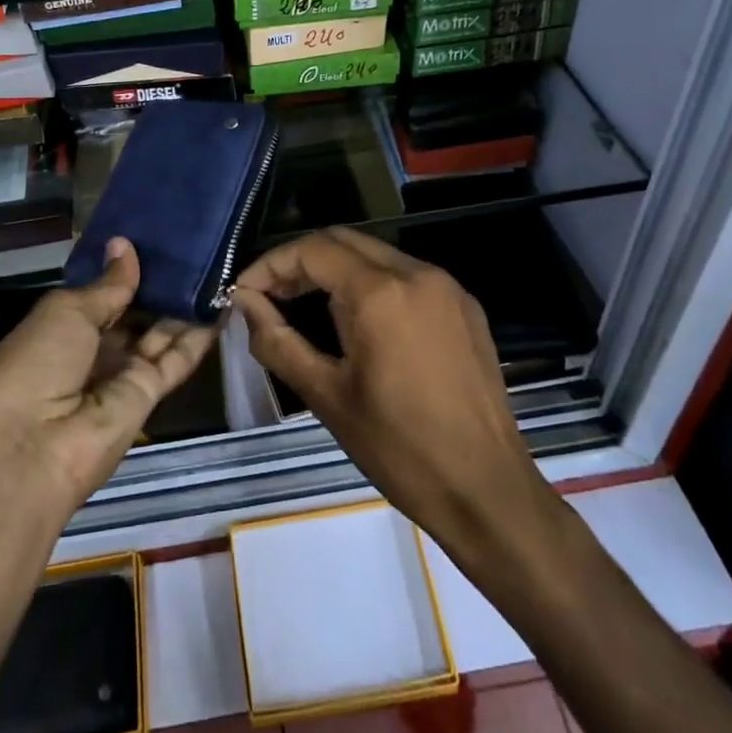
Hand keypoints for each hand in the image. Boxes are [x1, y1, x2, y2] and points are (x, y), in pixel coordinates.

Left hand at [0, 239, 214, 519]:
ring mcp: (122, 372)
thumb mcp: (66, 312)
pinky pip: (177, 357)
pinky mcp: (150, 392)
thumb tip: (125, 245)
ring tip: (215, 265)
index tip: (154, 236)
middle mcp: (94, 349)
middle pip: (133, 312)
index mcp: (62, 327)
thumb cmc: (35, 364)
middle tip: (193, 244)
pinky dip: (200, 333)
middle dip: (158, 283)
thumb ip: (107, 284)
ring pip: (159, 331)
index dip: (125, 268)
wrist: (34, 449)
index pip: (101, 293)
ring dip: (183, 304)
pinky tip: (223, 302)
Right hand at [233, 226, 545, 546]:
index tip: (244, 293)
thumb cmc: (400, 449)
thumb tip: (244, 303)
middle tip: (270, 297)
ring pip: (376, 255)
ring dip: (335, 270)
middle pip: (343, 241)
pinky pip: (406, 276)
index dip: (271, 265)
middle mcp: (417, 273)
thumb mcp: (327, 397)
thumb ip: (278, 342)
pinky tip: (356, 322)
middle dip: (300, 261)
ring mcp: (447, 287)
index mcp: (382, 293)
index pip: (313, 250)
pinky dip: (371, 284)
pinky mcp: (465, 306)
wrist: (487, 491)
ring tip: (304, 308)